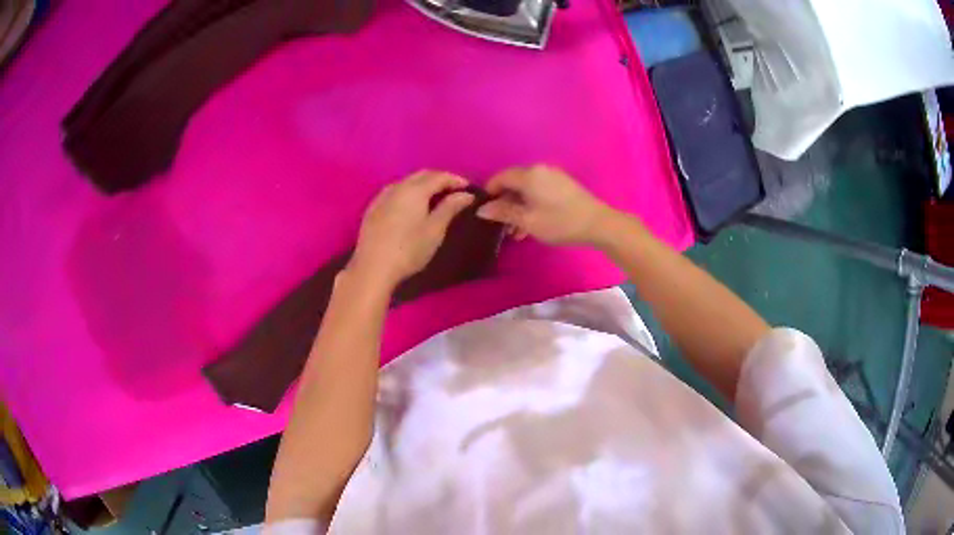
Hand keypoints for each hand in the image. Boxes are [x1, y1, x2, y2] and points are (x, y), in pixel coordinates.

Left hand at [349, 171, 474, 290]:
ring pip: (406, 182)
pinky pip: (394, 192)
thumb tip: (466, 194)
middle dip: (439, 179)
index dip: (455, 180)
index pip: (439, 176)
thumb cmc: (409, 250)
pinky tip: (410, 205)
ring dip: (422, 184)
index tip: (469, 188)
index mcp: (414, 190)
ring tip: (435, 197)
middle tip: (454, 190)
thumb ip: (450, 208)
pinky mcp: (372, 209)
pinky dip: (408, 192)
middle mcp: (397, 187)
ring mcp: (381, 197)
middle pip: (421, 175)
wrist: (372, 268)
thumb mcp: (435, 230)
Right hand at [476, 165, 611, 244]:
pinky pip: (539, 191)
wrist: (598, 224)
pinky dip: (531, 205)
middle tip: (502, 226)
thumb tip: (482, 209)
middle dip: (505, 204)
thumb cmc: (560, 222)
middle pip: (514, 183)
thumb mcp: (528, 220)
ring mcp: (553, 176)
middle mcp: (540, 169)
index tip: (485, 211)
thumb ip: (503, 212)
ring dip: (519, 208)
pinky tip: (532, 224)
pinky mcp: (563, 184)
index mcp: (529, 174)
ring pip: (527, 190)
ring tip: (517, 232)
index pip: (500, 177)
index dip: (489, 193)